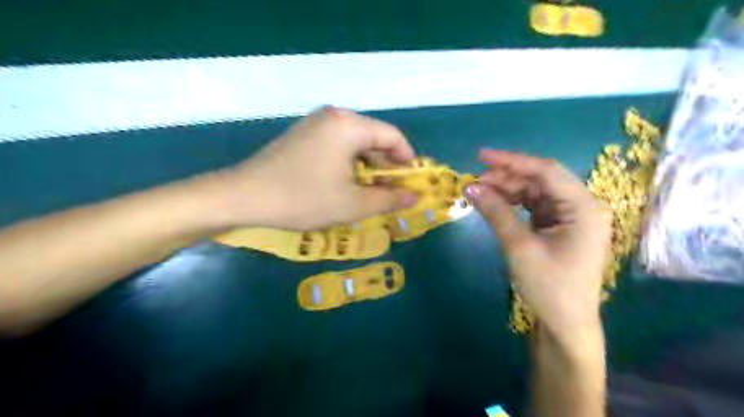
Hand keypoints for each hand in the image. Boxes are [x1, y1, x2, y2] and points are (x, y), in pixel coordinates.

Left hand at [216, 108, 417, 228]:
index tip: (411, 184)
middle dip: (386, 166)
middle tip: (392, 193)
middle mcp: (334, 116)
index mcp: (349, 125)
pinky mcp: (303, 135)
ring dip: (368, 167)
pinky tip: (346, 184)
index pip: (393, 136)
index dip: (407, 160)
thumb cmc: (303, 199)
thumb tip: (414, 197)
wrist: (243, 196)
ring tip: (370, 193)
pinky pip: (337, 145)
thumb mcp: (352, 204)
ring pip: (355, 143)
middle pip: (374, 137)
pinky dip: (349, 164)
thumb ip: (389, 199)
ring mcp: (315, 124)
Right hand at [464, 148, 610, 335]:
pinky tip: (495, 203)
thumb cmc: (549, 287)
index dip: (512, 161)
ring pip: (536, 192)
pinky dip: (514, 203)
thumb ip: (496, 212)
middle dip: (507, 177)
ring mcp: (571, 216)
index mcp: (584, 207)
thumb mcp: (519, 247)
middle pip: (541, 180)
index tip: (481, 156)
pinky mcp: (560, 226)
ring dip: (508, 190)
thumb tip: (470, 187)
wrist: (565, 324)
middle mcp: (582, 206)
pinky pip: (534, 206)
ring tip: (480, 192)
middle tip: (475, 181)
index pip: (545, 171)